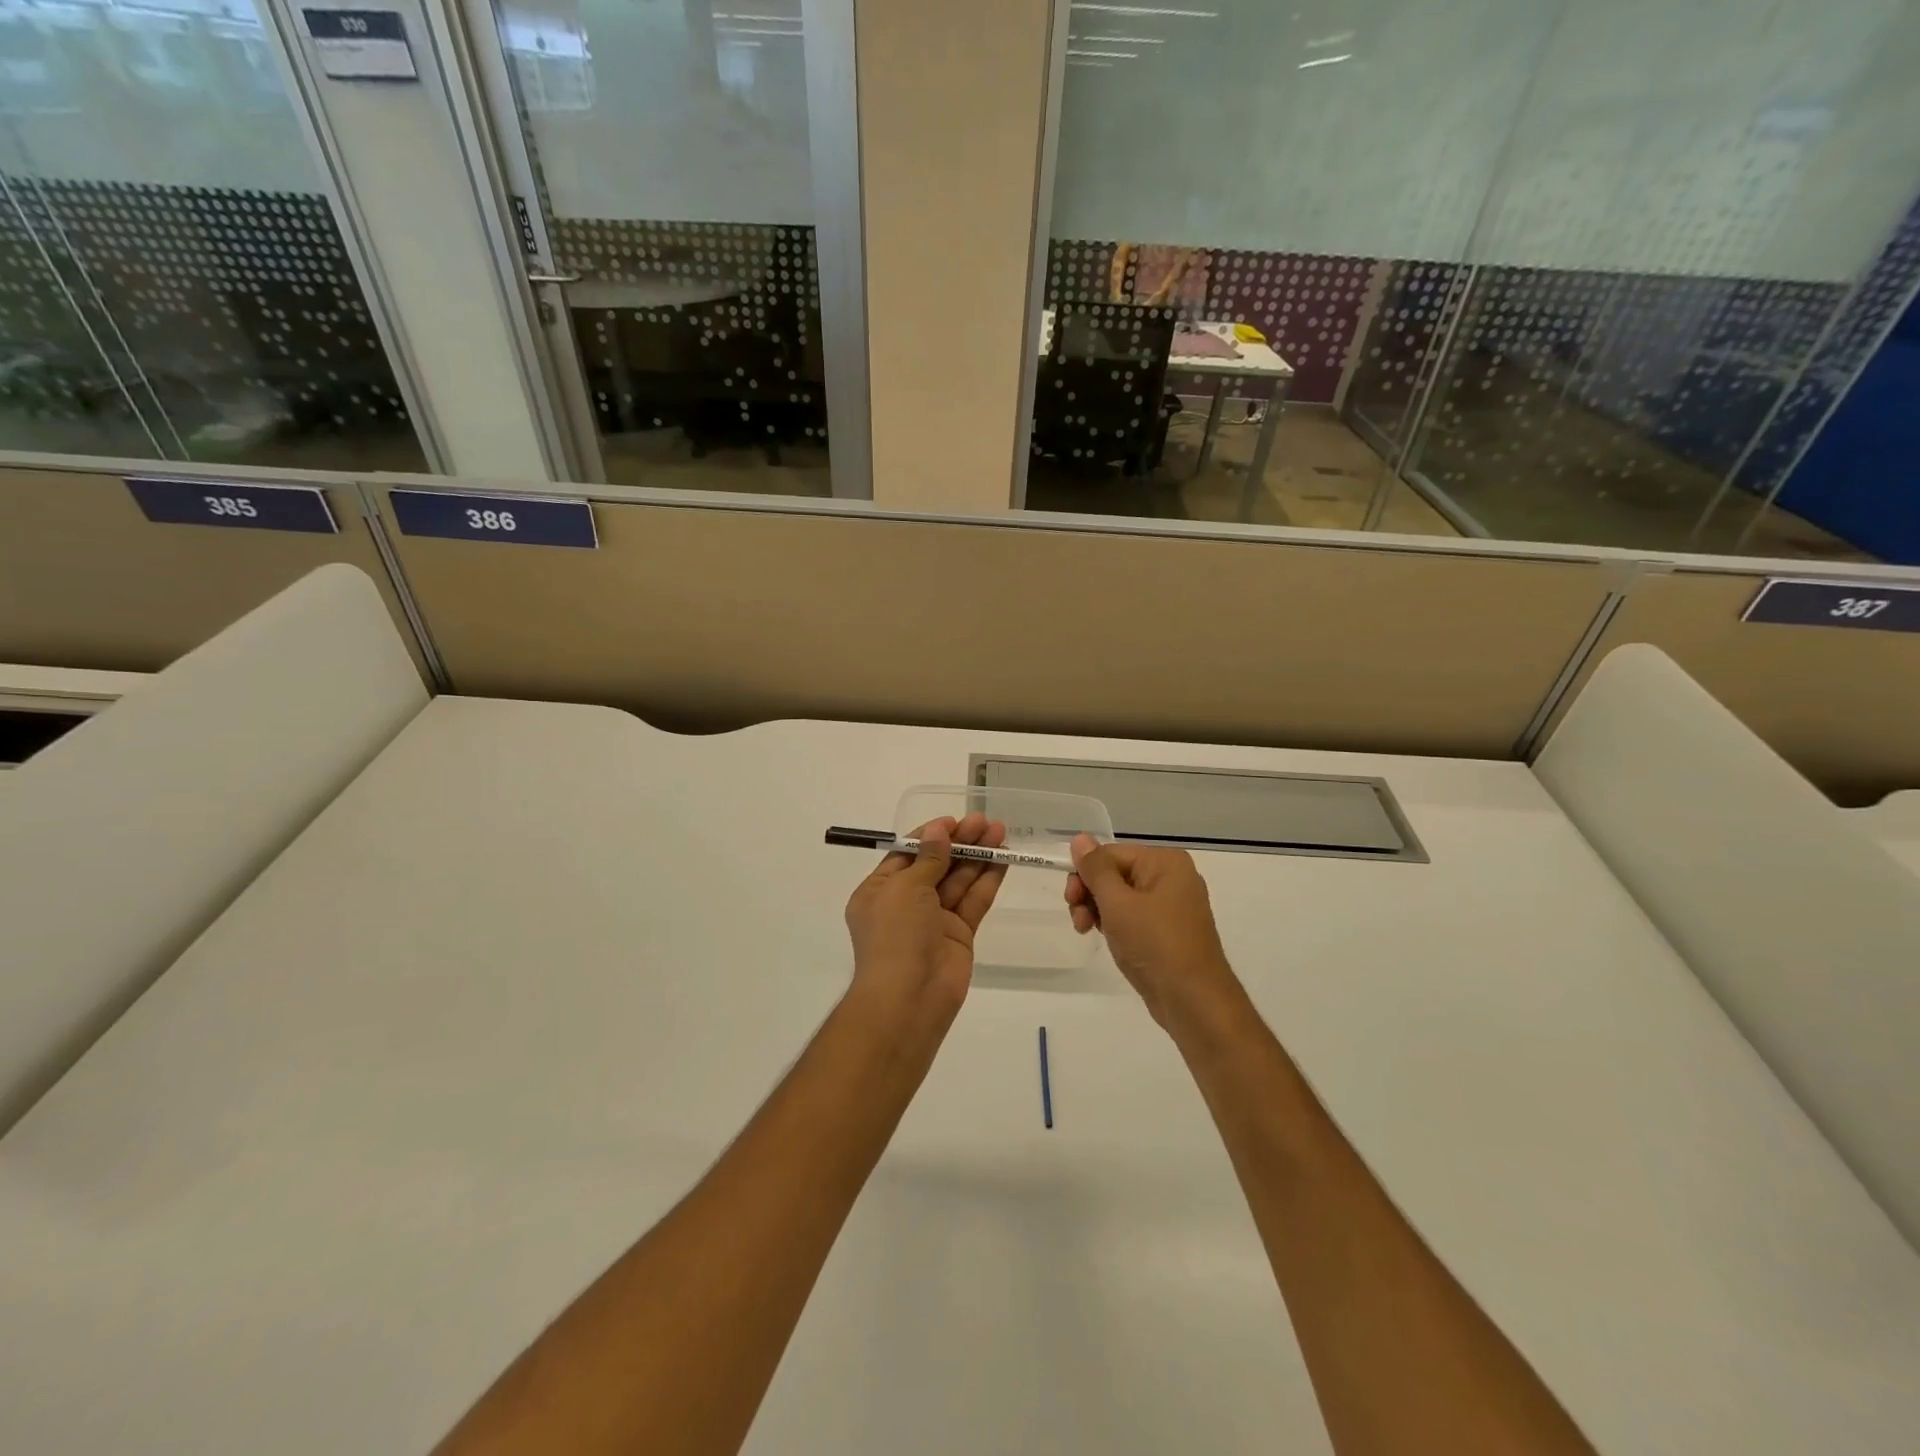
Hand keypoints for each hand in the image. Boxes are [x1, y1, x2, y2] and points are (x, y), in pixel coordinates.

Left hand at [844, 813, 1006, 1029]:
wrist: (909, 999)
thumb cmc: (895, 935)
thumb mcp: (906, 888)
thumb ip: (929, 858)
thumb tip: (939, 830)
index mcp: (880, 891)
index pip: (907, 854)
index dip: (931, 836)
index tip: (954, 821)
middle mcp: (906, 903)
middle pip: (936, 864)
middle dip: (960, 842)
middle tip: (986, 822)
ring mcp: (934, 920)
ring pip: (958, 880)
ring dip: (978, 856)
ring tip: (1001, 832)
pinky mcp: (959, 934)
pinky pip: (973, 901)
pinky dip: (987, 880)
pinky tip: (1004, 858)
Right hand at [1065, 835, 1241, 1032]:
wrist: (1193, 1001)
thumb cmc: (1154, 944)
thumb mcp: (1117, 903)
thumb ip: (1095, 869)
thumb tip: (1080, 838)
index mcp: (1165, 862)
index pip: (1110, 854)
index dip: (1086, 874)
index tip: (1070, 900)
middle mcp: (1171, 877)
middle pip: (1115, 873)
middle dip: (1090, 893)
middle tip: (1079, 919)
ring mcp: (1171, 905)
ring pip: (1120, 896)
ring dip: (1098, 910)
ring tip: (1086, 931)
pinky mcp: (1167, 931)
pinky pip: (1133, 916)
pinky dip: (1115, 924)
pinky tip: (1106, 938)